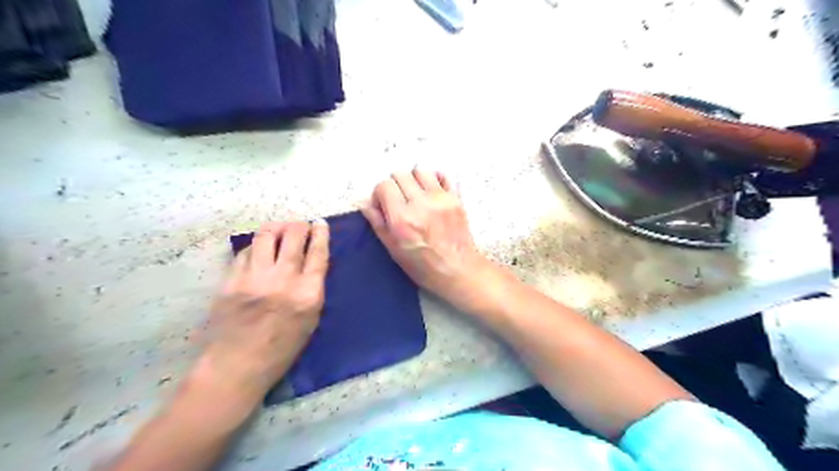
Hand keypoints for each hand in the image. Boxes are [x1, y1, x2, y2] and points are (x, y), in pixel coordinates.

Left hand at [191, 221, 328, 407]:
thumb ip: (313, 289)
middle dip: (299, 225)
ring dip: (276, 228)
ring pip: (266, 236)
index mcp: (307, 294)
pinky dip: (255, 247)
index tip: (320, 223)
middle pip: (293, 236)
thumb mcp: (310, 320)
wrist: (237, 366)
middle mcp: (283, 280)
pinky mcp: (230, 281)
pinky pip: (245, 252)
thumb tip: (311, 262)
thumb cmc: (281, 349)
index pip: (318, 253)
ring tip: (279, 230)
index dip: (321, 234)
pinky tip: (258, 251)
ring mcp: (254, 278)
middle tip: (300, 226)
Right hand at [361, 168, 493, 308]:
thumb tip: (365, 203)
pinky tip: (432, 192)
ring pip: (420, 171)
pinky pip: (443, 175)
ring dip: (414, 179)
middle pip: (400, 174)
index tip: (383, 205)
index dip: (380, 194)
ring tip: (416, 194)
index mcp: (402, 218)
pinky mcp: (456, 198)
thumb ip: (378, 223)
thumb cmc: (423, 266)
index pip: (384, 186)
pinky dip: (434, 179)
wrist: (458, 271)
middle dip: (395, 185)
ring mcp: (440, 198)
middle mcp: (420, 203)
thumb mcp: (394, 250)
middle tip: (399, 200)